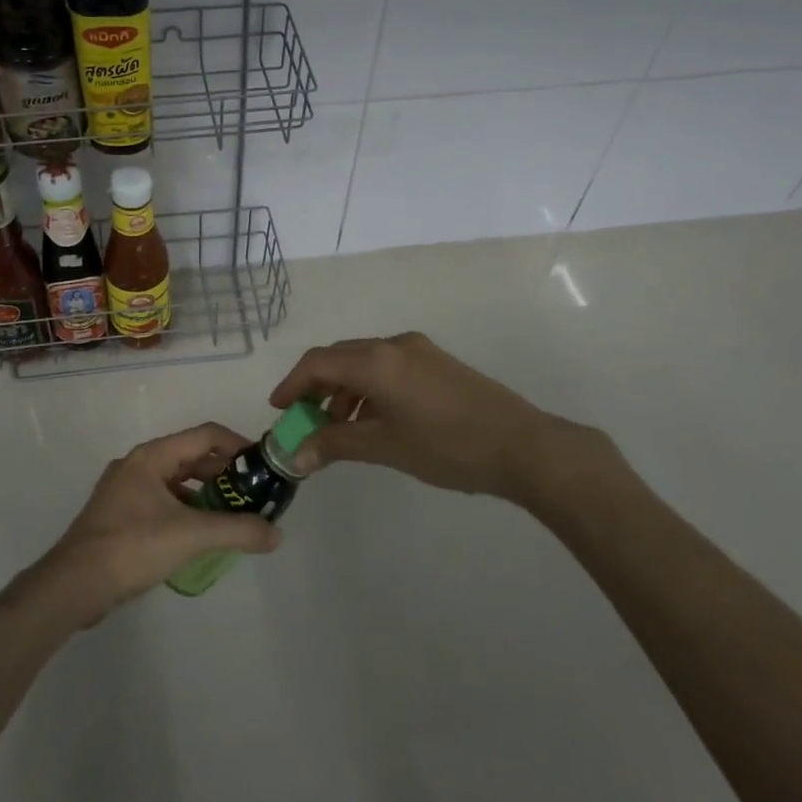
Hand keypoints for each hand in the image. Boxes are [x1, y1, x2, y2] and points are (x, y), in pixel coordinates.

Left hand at [25, 424, 282, 625]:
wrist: (72, 585)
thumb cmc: (131, 547)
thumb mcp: (190, 536)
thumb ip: (237, 531)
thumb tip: (277, 534)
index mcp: (152, 456)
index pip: (205, 435)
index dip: (237, 445)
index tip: (262, 466)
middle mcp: (138, 465)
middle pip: (190, 456)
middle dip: (224, 473)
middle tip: (253, 495)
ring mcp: (125, 490)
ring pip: (176, 481)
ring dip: (205, 493)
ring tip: (232, 516)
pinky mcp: (119, 516)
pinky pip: (162, 502)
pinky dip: (186, 510)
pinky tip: (200, 535)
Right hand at [271, 332, 622, 504]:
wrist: (523, 445)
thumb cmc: (447, 447)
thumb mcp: (385, 447)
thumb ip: (335, 444)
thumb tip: (296, 455)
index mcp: (376, 361)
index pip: (318, 362)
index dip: (292, 383)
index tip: (278, 409)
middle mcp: (394, 345)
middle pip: (340, 357)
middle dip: (316, 386)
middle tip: (303, 419)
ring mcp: (419, 351)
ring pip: (365, 361)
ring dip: (344, 388)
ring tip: (339, 426)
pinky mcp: (437, 362)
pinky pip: (388, 366)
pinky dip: (369, 387)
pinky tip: (374, 418)